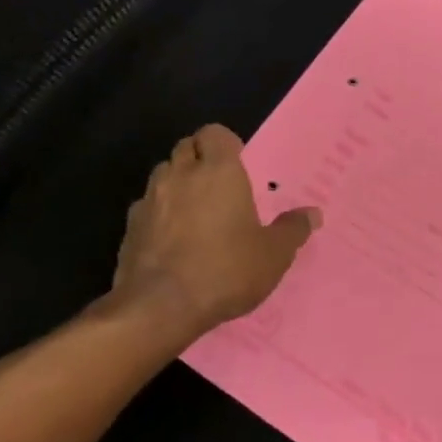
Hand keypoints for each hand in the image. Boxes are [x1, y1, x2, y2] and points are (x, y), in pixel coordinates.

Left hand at [105, 124, 319, 342]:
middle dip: (201, 158)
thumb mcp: (274, 254)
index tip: (239, 163)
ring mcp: (149, 201)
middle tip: (220, 184)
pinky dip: (160, 214)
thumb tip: (312, 214)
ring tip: (196, 210)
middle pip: (186, 147)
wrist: (160, 308)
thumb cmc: (226, 270)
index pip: (214, 133)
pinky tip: (173, 239)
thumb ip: (292, 229)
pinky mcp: (129, 228)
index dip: (226, 143)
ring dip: (178, 183)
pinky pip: (147, 207)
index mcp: (218, 172)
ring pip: (163, 175)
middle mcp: (180, 176)